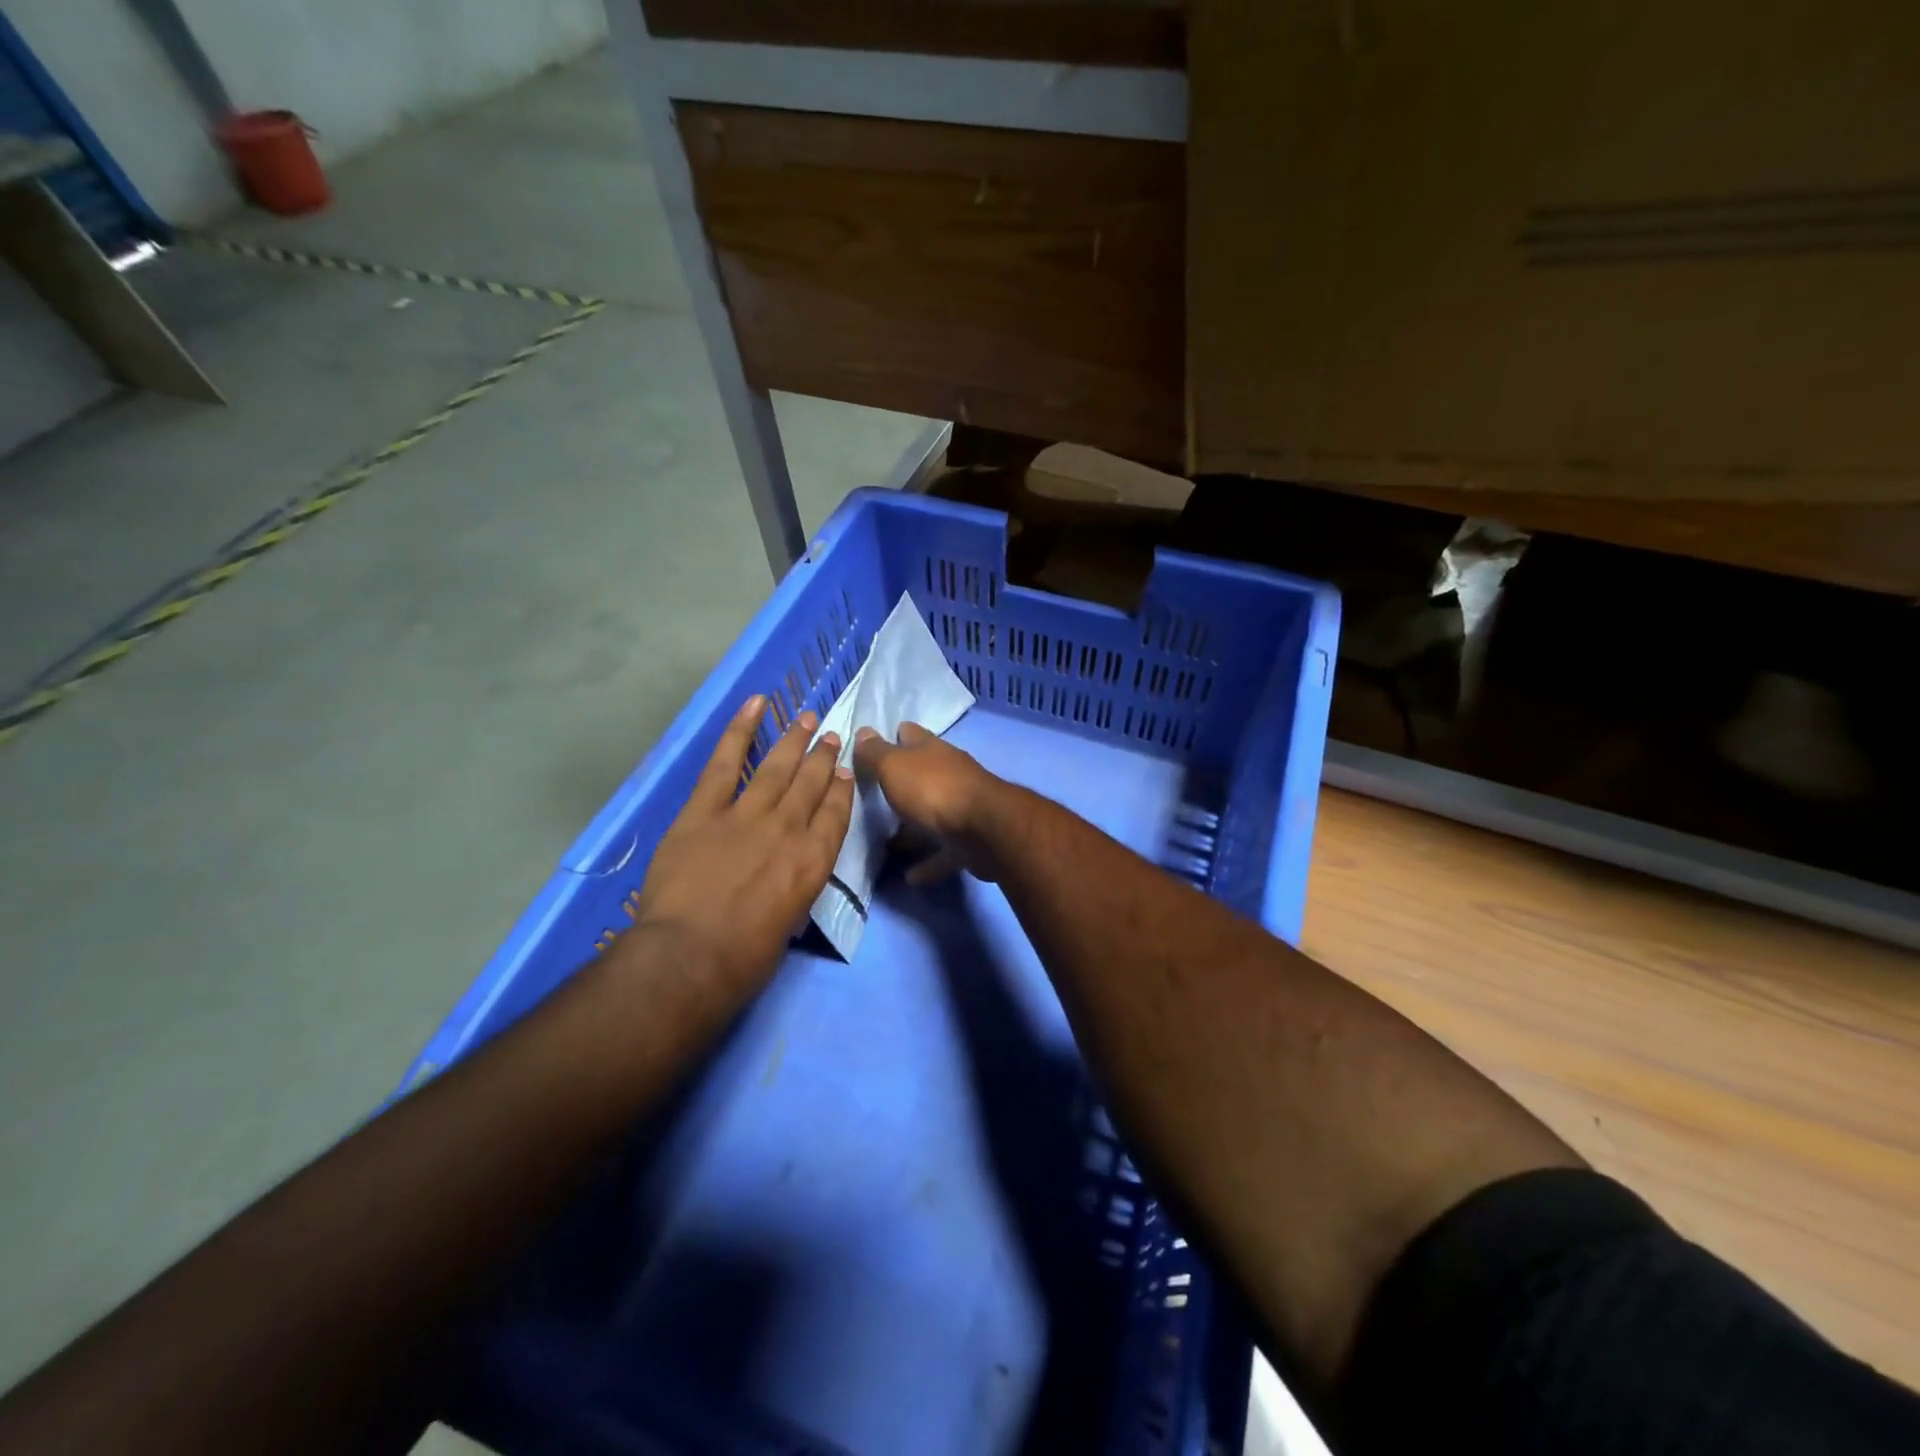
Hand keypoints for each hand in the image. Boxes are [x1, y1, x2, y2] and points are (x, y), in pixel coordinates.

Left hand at [629, 695, 854, 994]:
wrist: (690, 955)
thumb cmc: (744, 958)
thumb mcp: (789, 922)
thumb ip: (794, 887)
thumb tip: (790, 872)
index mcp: (813, 860)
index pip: (836, 814)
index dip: (842, 788)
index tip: (845, 770)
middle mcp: (788, 828)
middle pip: (811, 783)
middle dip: (823, 756)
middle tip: (832, 734)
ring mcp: (746, 814)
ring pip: (778, 767)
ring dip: (794, 740)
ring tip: (807, 717)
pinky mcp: (705, 810)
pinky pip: (726, 762)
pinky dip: (741, 730)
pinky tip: (756, 704)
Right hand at [852, 723, 1007, 883]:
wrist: (984, 830)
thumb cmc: (933, 790)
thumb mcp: (894, 766)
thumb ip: (876, 752)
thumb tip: (863, 731)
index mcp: (932, 750)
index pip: (910, 734)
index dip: (892, 736)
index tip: (870, 749)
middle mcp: (949, 774)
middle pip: (921, 775)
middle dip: (900, 785)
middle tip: (871, 799)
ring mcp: (962, 808)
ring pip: (932, 815)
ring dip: (913, 828)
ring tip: (887, 842)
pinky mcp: (969, 841)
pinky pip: (943, 852)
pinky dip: (927, 863)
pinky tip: (909, 876)